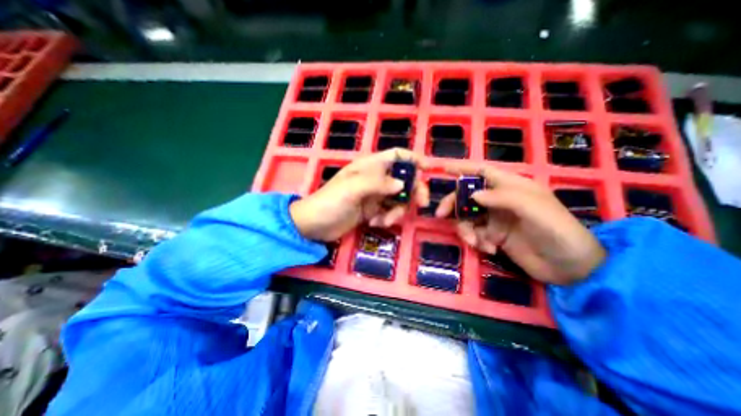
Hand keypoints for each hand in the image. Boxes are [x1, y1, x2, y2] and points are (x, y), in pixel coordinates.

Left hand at [290, 148, 429, 240]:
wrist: (314, 225)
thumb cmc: (330, 201)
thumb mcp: (353, 188)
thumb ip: (378, 183)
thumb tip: (403, 184)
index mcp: (370, 166)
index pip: (396, 155)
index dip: (412, 159)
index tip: (428, 169)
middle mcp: (375, 179)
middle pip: (403, 179)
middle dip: (413, 190)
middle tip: (421, 204)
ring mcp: (374, 196)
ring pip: (398, 199)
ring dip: (396, 211)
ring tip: (383, 221)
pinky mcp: (372, 211)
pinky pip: (389, 212)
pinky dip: (386, 219)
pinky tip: (374, 223)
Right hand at [436, 165, 604, 284]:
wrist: (570, 269)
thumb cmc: (558, 231)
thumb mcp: (534, 209)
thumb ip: (503, 198)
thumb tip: (472, 194)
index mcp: (511, 187)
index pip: (483, 172)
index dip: (463, 168)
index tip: (443, 168)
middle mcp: (499, 200)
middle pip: (467, 195)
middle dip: (454, 204)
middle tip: (441, 215)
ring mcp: (495, 219)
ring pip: (467, 217)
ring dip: (465, 229)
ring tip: (476, 242)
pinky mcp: (493, 236)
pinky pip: (473, 233)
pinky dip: (475, 241)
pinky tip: (489, 249)